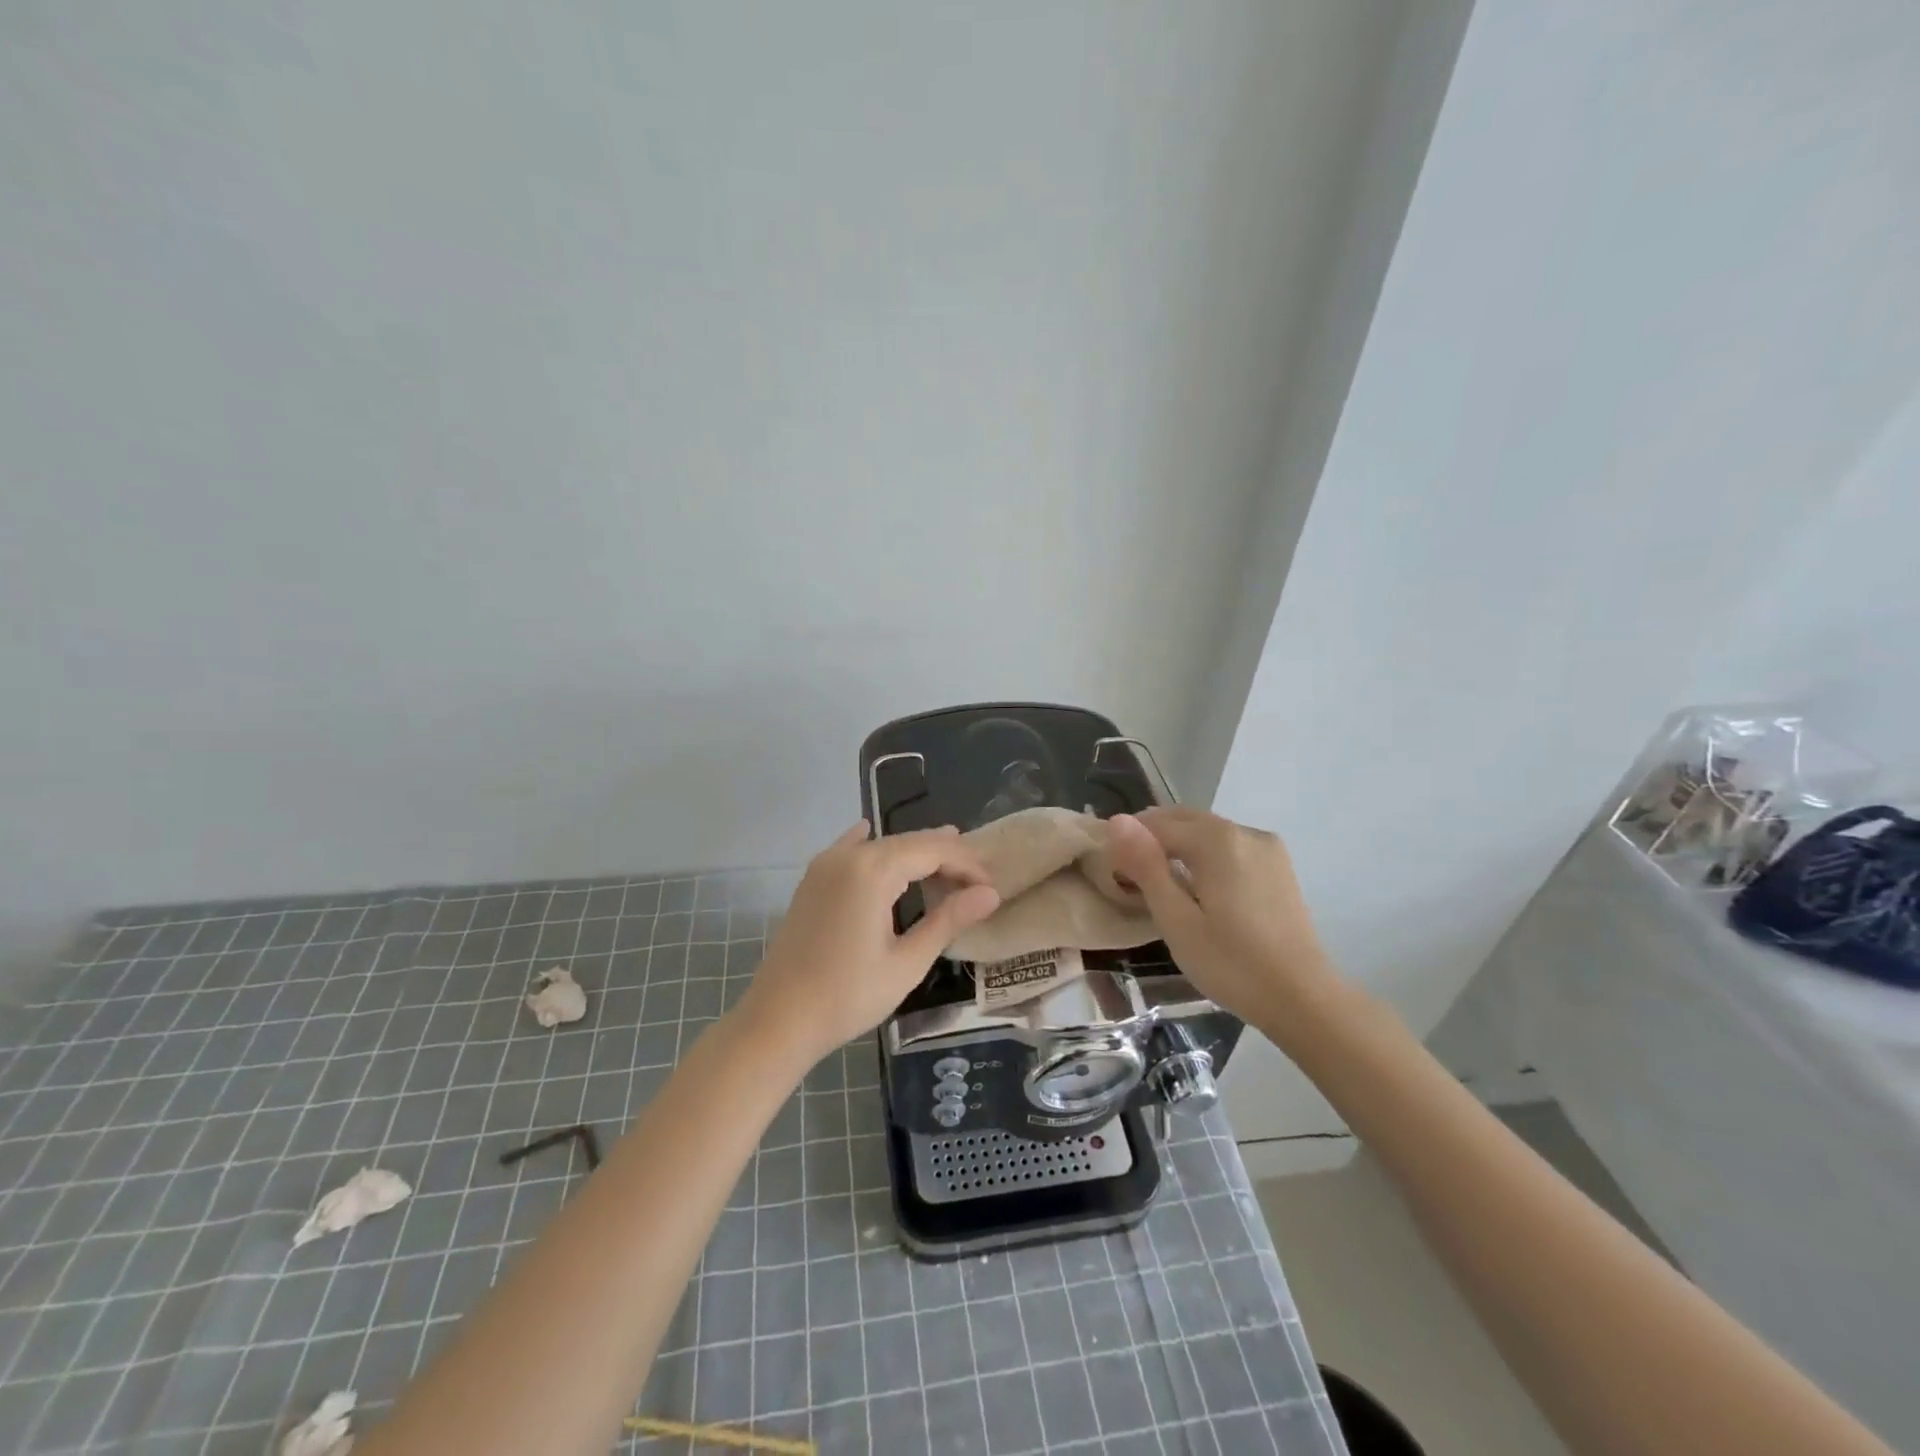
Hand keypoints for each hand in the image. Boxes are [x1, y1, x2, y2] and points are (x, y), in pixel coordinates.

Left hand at [738, 822, 1000, 1067]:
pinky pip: (850, 850)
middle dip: (945, 856)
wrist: (778, 1020)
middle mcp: (848, 855)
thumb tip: (990, 894)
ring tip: (947, 861)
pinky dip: (873, 848)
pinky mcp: (812, 880)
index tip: (991, 887)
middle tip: (977, 877)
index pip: (934, 850)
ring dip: (914, 853)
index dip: (967, 864)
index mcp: (874, 870)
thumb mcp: (907, 962)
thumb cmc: (847, 996)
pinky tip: (875, 838)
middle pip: (909, 843)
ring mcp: (825, 865)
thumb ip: (948, 920)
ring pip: (881, 845)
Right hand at [1106, 807, 1338, 1025]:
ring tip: (1160, 881)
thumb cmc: (1231, 964)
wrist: (1304, 999)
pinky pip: (1230, 846)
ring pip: (1208, 832)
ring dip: (1179, 845)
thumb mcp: (1176, 920)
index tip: (1112, 870)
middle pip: (1185, 820)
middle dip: (1153, 838)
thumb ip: (1146, 866)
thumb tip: (1118, 820)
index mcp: (1217, 840)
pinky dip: (1206, 855)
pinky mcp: (1279, 866)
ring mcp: (1267, 847)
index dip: (1129, 842)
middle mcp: (1244, 832)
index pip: (1157, 824)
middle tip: (1130, 874)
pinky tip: (1198, 886)